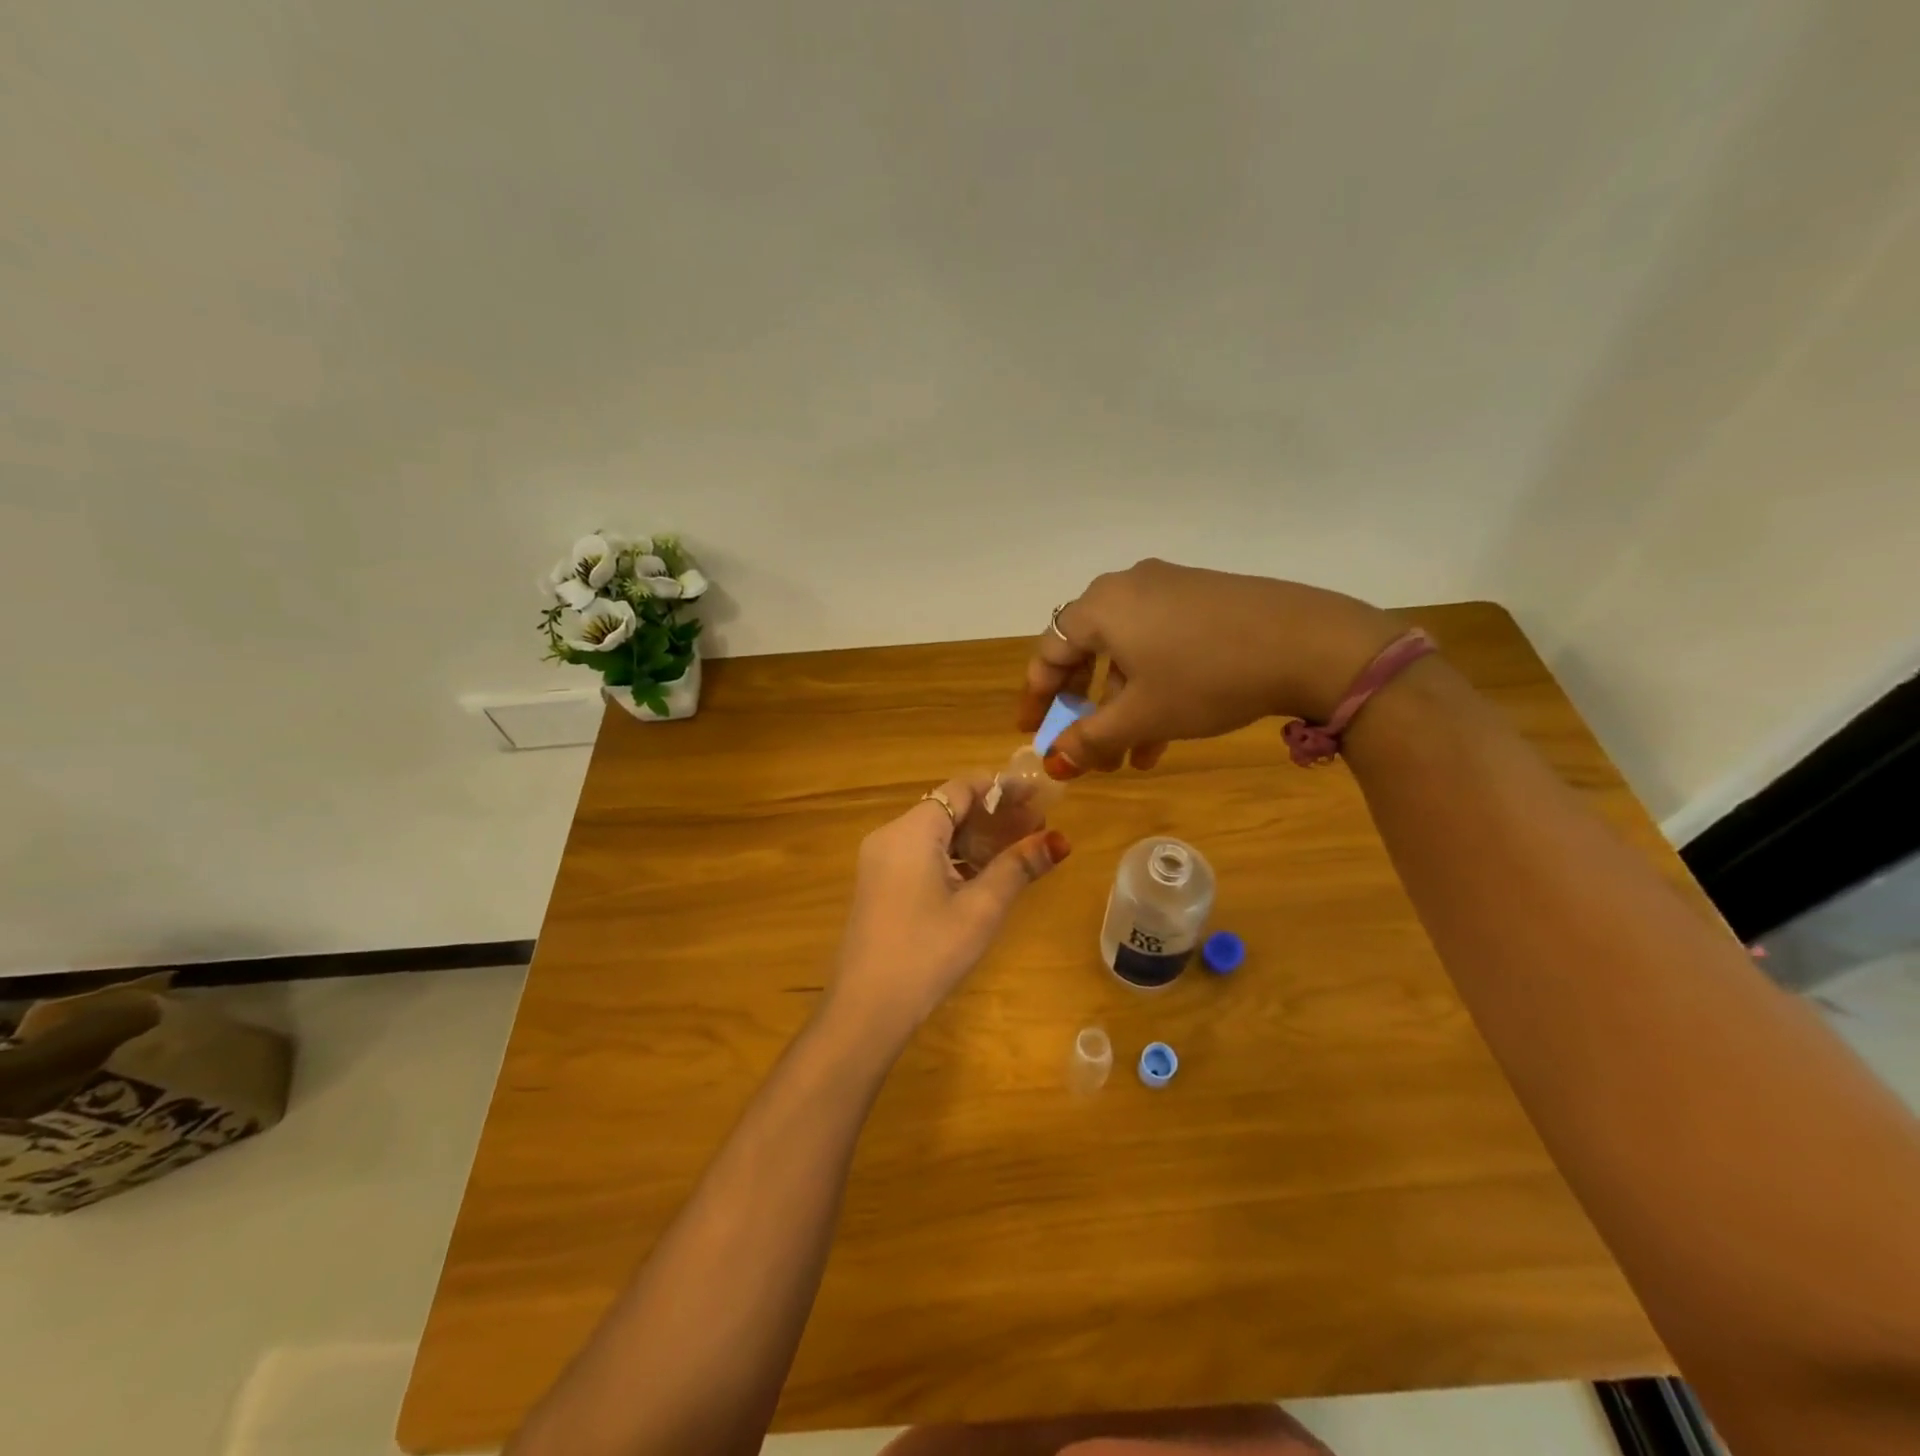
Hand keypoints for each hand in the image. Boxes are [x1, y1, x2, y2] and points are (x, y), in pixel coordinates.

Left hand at [826, 773, 1070, 1044]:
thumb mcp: (980, 909)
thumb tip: (1059, 841)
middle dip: (992, 815)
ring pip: (934, 834)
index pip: (960, 789)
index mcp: (911, 831)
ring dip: (974, 838)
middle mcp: (890, 836)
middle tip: (1036, 827)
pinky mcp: (878, 885)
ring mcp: (879, 862)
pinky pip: (920, 855)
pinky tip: (982, 876)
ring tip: (1018, 850)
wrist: (867, 1010)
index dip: (1001, 788)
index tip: (1037, 795)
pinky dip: (953, 858)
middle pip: (946, 809)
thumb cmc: (928, 952)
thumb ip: (1018, 867)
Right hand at [1019, 559, 1400, 774]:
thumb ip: (1090, 739)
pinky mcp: (1204, 598)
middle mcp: (1128, 587)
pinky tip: (1165, 731)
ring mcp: (1170, 588)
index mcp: (1101, 607)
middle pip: (1087, 650)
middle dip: (1084, 707)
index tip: (1033, 732)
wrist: (1308, 643)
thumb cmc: (1206, 678)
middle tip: (1082, 744)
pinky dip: (1153, 685)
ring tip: (1131, 757)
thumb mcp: (1142, 715)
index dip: (1037, 697)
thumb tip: (1053, 762)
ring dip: (1122, 706)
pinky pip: (1160, 643)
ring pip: (1128, 653)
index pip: (1049, 651)